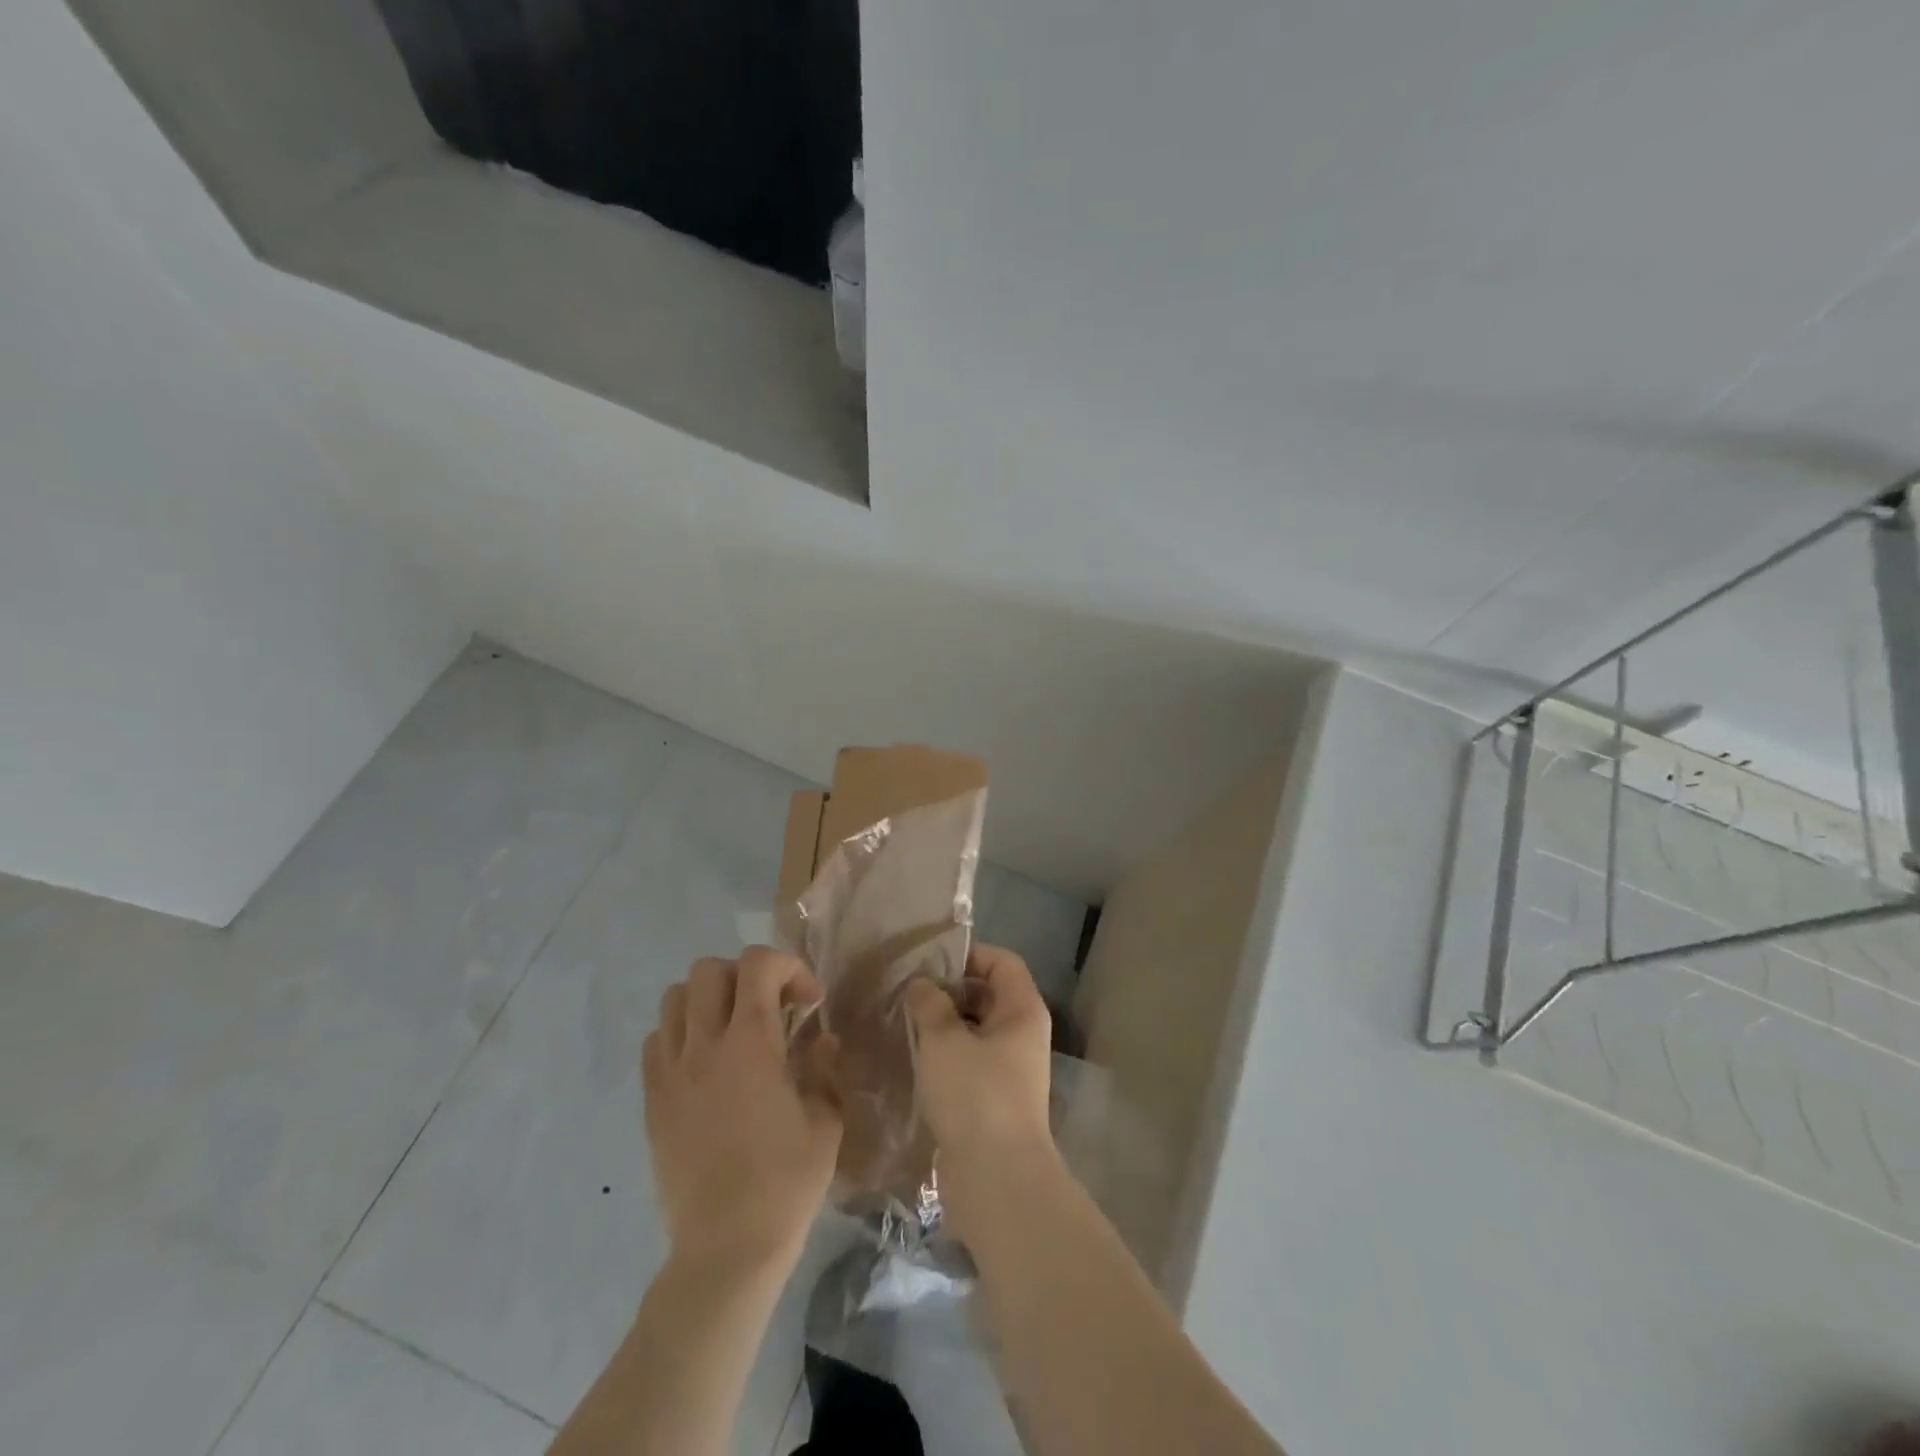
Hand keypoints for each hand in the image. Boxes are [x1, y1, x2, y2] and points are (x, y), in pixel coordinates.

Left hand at [642, 947, 840, 1272]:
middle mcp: (704, 1047)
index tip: (809, 1003)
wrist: (727, 1249)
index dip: (789, 967)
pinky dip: (681, 1034)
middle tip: (770, 1009)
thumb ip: (824, 1069)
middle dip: (745, 976)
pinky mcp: (652, 1101)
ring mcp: (671, 1074)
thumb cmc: (786, 1184)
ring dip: (708, 1000)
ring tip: (734, 1030)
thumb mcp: (825, 1121)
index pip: (758, 965)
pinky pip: (656, 1041)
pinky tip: (705, 1064)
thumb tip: (822, 1042)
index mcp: (752, 1045)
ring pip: (674, 998)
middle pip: (708, 970)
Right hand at [904, 945, 1056, 1229]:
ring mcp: (1011, 1069)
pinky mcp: (994, 1099)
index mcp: (1022, 1010)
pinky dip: (946, 1054)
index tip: (929, 961)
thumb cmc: (975, 1095)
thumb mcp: (945, 1041)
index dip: (969, 954)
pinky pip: (970, 1061)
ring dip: (944, 1024)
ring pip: (976, 1030)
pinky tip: (913, 1057)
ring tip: (904, 1020)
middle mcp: (1023, 1034)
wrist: (996, 1178)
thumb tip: (922, 984)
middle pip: (988, 994)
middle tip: (909, 990)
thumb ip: (930, 1004)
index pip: (1002, 961)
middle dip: (950, 990)